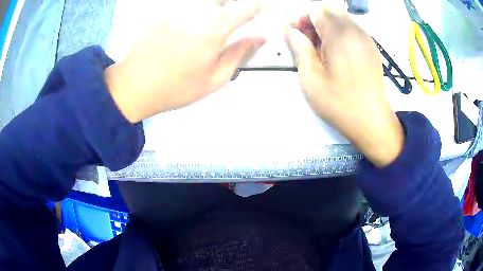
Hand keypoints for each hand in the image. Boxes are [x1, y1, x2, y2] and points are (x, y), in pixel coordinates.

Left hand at [105, 0, 264, 123]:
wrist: (134, 86)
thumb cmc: (176, 88)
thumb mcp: (215, 79)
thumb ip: (240, 53)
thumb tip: (259, 38)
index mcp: (213, 29)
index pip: (246, 5)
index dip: (257, 7)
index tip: (259, 13)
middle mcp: (196, 12)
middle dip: (236, 5)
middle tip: (235, 20)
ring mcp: (179, 10)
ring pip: (207, 2)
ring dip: (218, 7)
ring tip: (213, 27)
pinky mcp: (166, 12)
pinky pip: (190, 5)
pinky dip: (200, 10)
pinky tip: (192, 29)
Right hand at [285, 5, 403, 166]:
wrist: (372, 122)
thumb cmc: (340, 103)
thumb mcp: (311, 78)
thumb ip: (299, 48)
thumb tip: (290, 30)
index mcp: (340, 35)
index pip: (316, 10)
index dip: (302, 19)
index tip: (296, 35)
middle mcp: (355, 31)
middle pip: (329, 11)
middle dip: (314, 22)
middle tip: (308, 43)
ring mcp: (366, 39)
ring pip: (341, 19)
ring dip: (327, 28)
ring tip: (322, 50)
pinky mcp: (372, 48)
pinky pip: (352, 30)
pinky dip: (340, 34)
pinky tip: (338, 55)